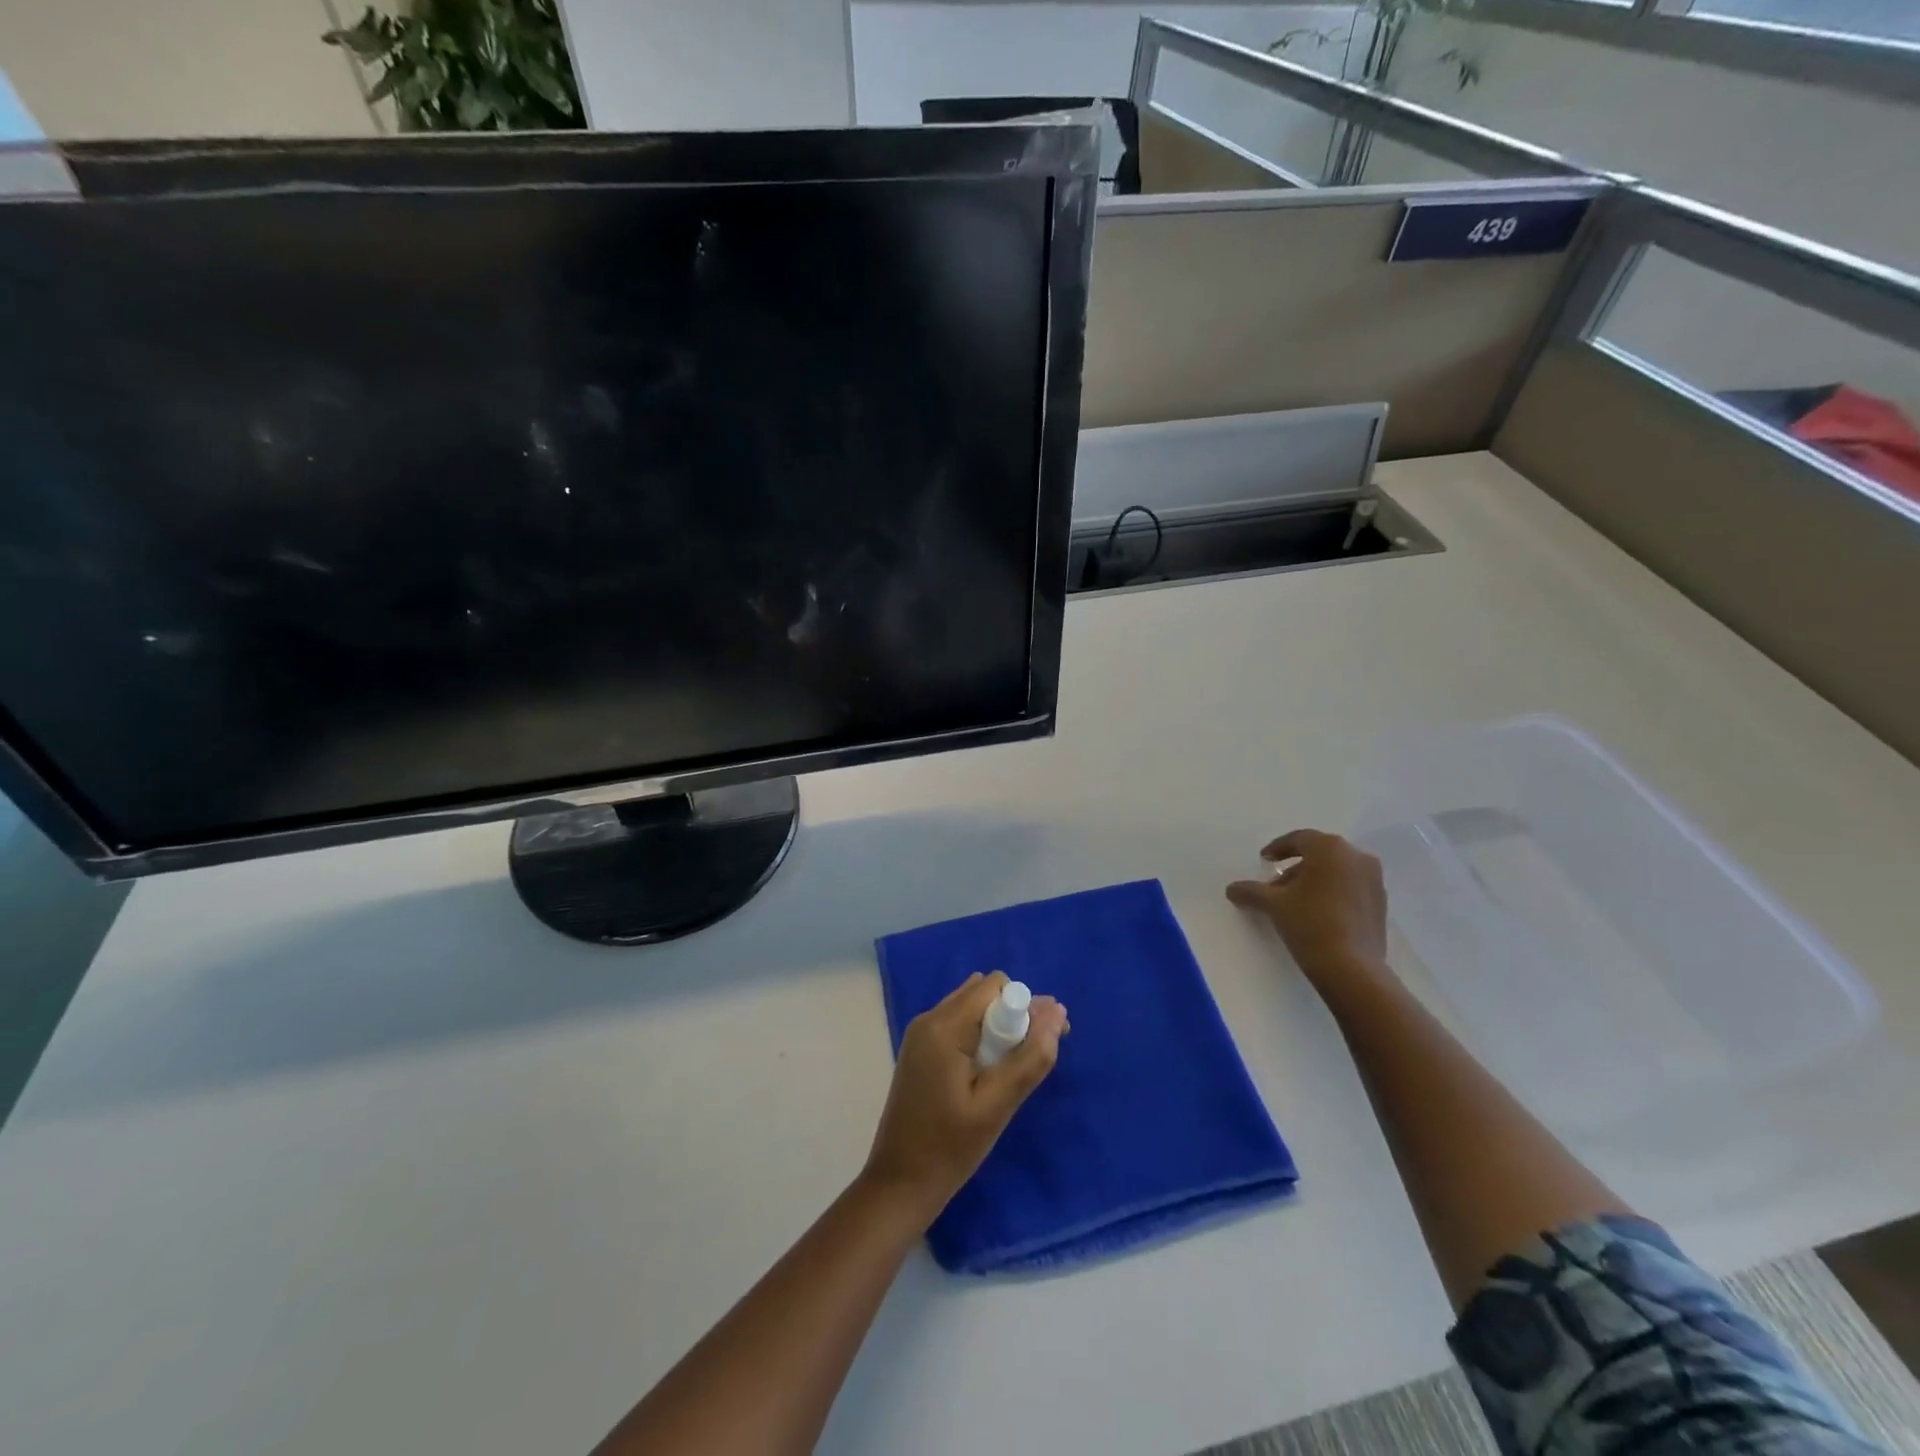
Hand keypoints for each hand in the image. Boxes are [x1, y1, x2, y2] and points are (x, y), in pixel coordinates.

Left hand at [863, 971, 1068, 1223]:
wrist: (898, 1186)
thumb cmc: (948, 1150)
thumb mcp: (996, 1106)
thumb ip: (1029, 1058)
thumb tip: (1056, 1011)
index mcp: (943, 1026)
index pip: (996, 986)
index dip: (1026, 1006)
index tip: (1046, 1042)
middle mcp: (929, 1019)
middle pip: (984, 993)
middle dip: (1015, 1015)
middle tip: (1033, 1060)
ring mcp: (921, 1034)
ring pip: (973, 1008)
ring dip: (1000, 1028)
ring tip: (1013, 1071)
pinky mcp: (921, 1051)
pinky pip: (960, 1026)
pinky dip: (982, 1039)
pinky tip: (990, 1075)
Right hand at [1227, 829, 1388, 987]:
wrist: (1352, 968)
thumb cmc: (1309, 923)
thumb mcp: (1273, 904)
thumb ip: (1250, 891)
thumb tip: (1231, 889)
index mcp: (1330, 848)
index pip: (1299, 839)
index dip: (1278, 848)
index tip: (1265, 860)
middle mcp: (1356, 857)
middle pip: (1319, 854)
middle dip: (1296, 867)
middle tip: (1276, 885)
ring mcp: (1373, 880)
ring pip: (1336, 871)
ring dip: (1314, 881)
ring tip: (1295, 902)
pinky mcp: (1381, 903)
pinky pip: (1350, 887)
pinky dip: (1332, 892)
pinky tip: (1317, 913)